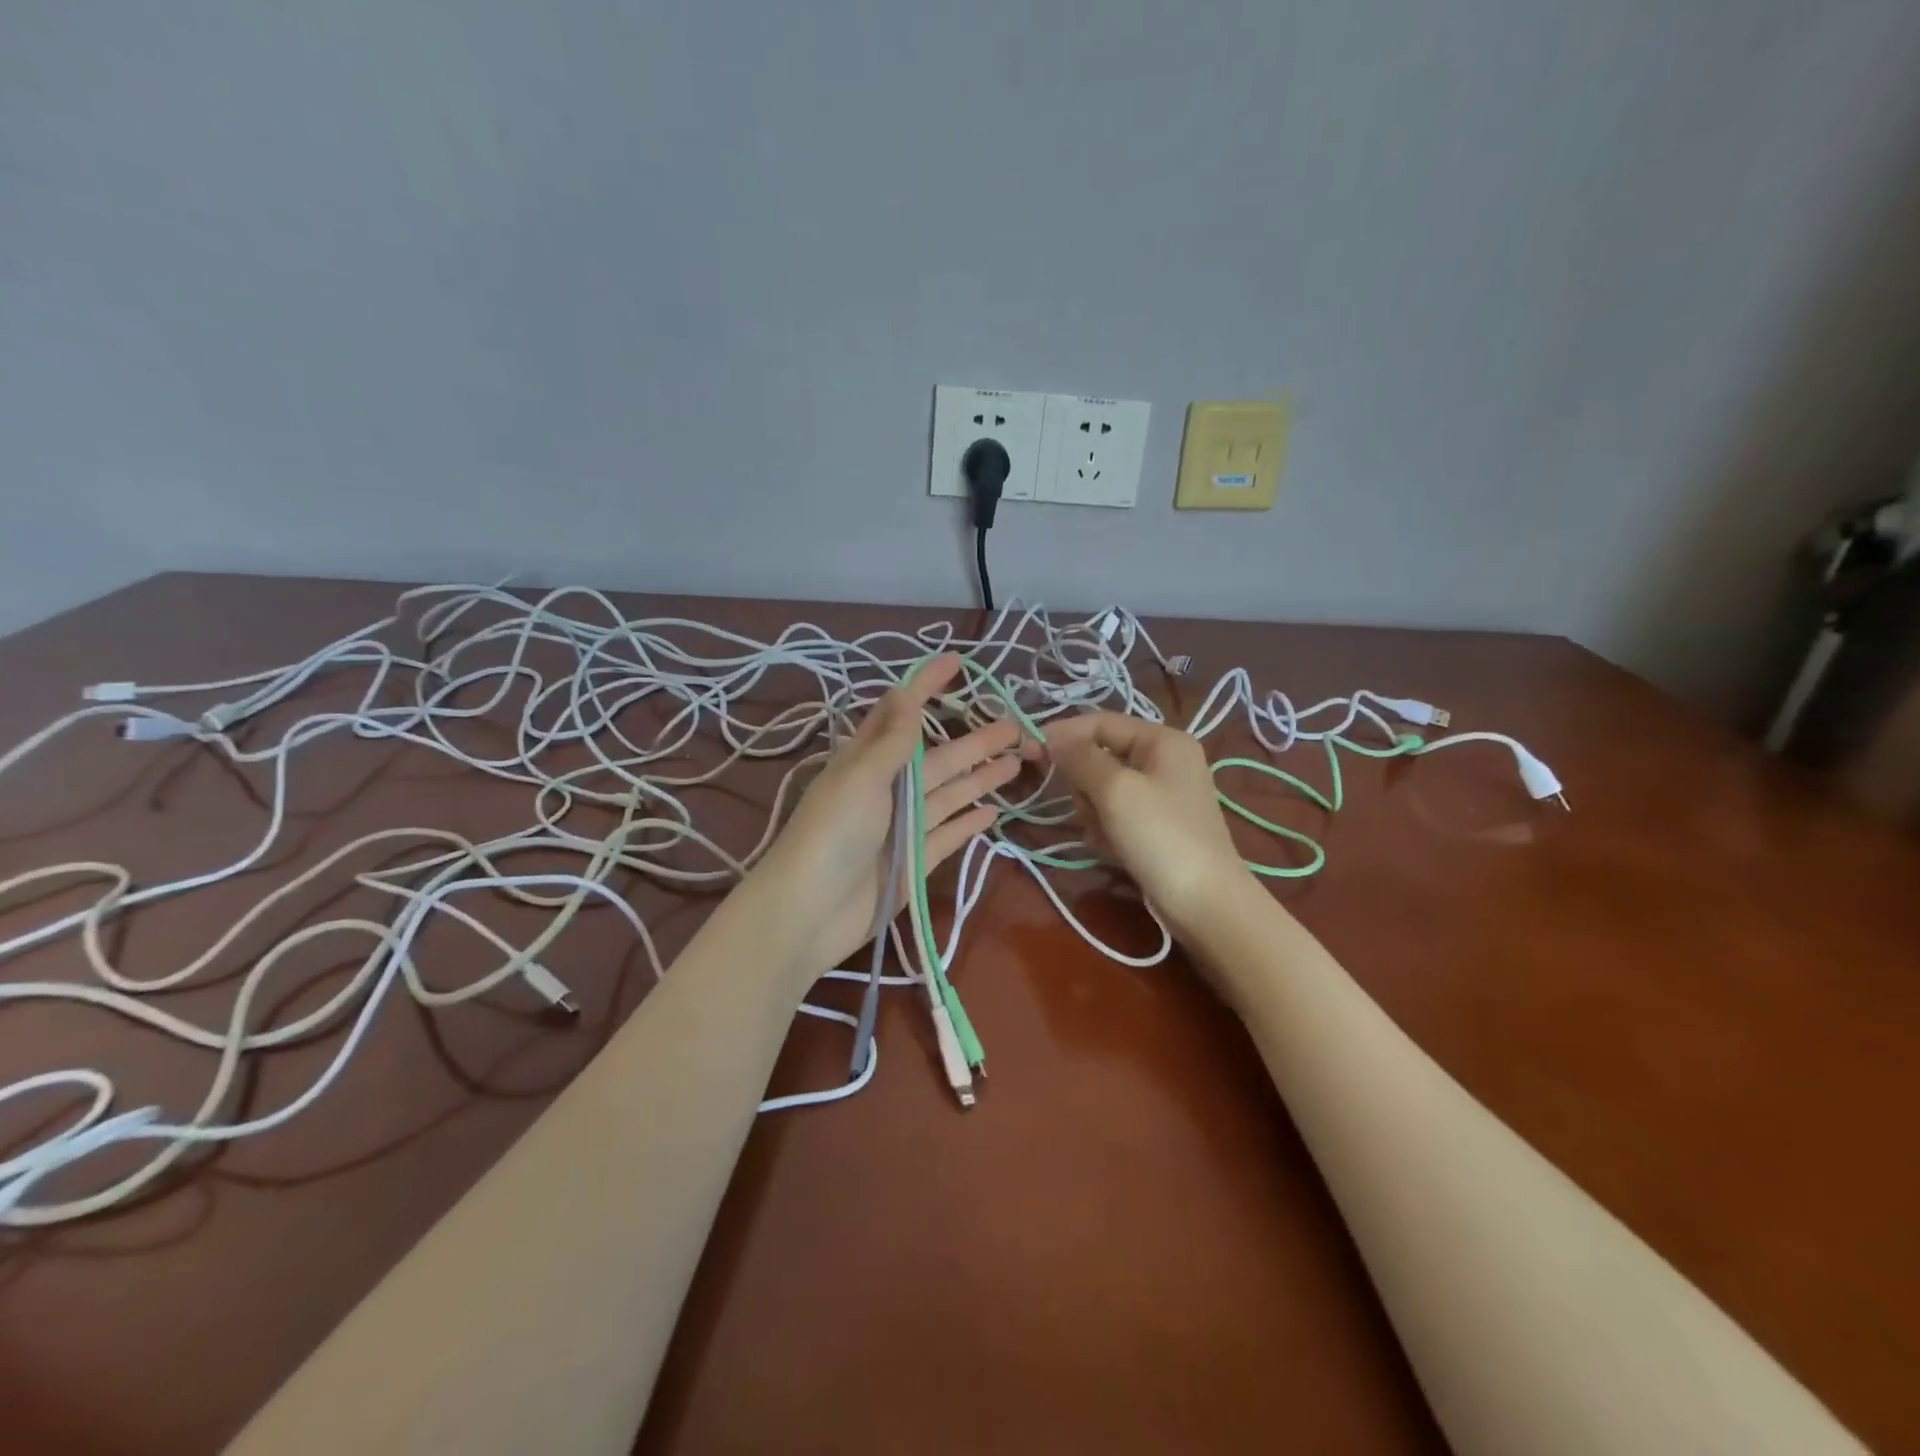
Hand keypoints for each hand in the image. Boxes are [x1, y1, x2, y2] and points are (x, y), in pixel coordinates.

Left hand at [752, 655, 1026, 974]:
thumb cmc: (831, 834)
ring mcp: (903, 826)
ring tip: (1017, 761)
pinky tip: (993, 811)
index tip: (957, 662)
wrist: (810, 912)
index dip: (927, 686)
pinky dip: (969, 823)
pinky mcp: (915, 860)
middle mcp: (887, 789)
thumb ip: (892, 741)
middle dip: (974, 740)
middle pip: (938, 758)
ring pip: (949, 794)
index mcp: (867, 761)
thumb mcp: (861, 778)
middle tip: (1016, 725)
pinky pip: (949, 835)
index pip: (902, 714)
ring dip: (980, 777)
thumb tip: (905, 691)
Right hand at [1046, 713, 1253, 937]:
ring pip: (1103, 788)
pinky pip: (1116, 814)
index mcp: (1162, 740)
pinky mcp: (1156, 826)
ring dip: (1093, 809)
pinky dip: (1106, 828)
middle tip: (1087, 808)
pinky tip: (1110, 849)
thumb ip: (1080, 757)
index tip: (1032, 755)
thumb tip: (1051, 737)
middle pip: (1100, 755)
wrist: (1205, 904)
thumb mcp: (1115, 789)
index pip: (1101, 722)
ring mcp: (1162, 795)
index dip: (1065, 734)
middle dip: (1084, 781)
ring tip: (1102, 833)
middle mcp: (1164, 760)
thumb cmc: (1160, 836)